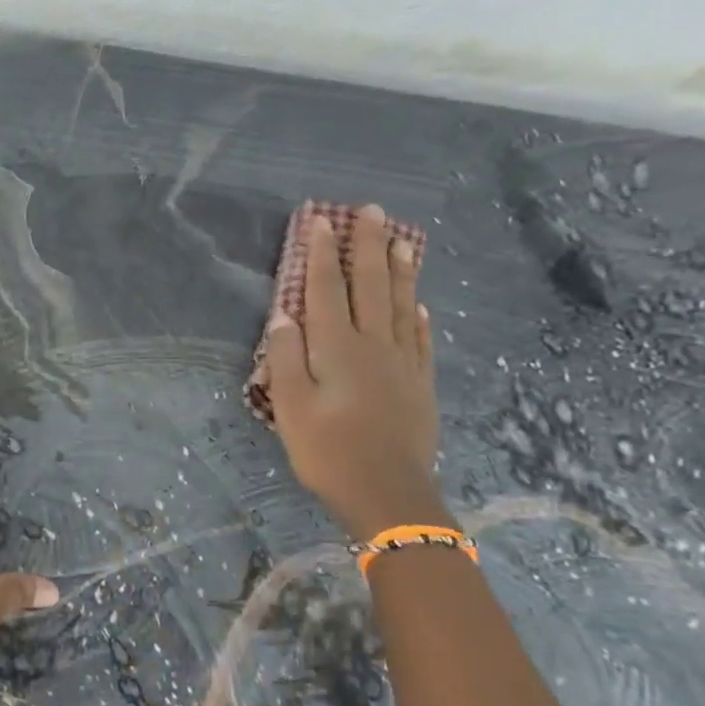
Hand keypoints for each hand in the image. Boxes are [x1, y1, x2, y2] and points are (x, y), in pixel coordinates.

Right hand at [265, 204, 443, 540]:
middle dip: (369, 247)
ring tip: (402, 240)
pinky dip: (419, 316)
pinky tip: (419, 303)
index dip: (323, 254)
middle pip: (371, 286)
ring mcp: (403, 363)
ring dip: (399, 271)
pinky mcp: (420, 384)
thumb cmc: (328, 449)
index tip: (322, 220)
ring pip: (402, 306)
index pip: (327, 290)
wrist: (389, 494)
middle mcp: (374, 345)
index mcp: (338, 348)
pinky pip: (421, 339)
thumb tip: (283, 315)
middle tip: (372, 211)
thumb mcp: (290, 406)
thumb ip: (285, 357)